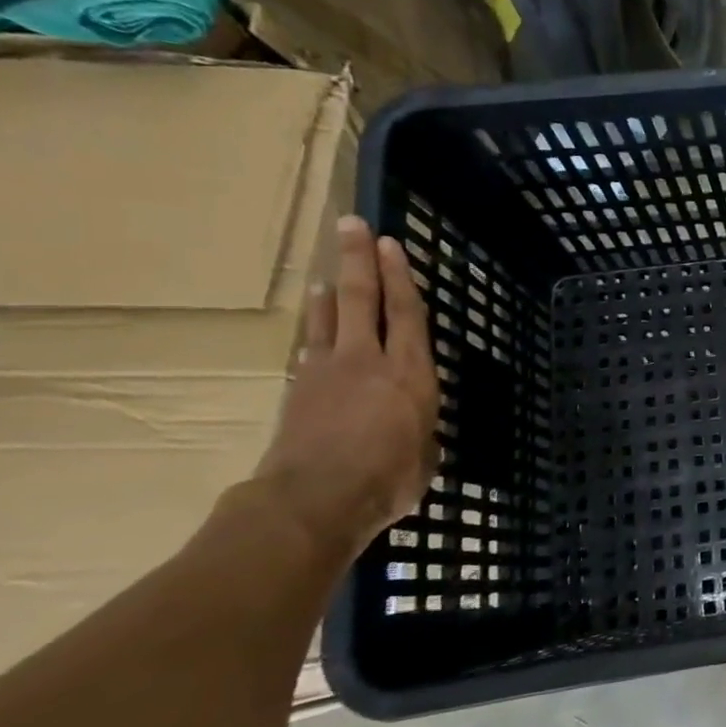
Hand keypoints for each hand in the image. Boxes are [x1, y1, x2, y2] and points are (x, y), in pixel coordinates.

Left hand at [253, 216, 439, 563]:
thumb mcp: (426, 454)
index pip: (406, 313)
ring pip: (329, 318)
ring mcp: (328, 372)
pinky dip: (313, 331)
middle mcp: (369, 360)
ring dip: (330, 291)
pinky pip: (310, 349)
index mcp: (411, 373)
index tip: (392, 245)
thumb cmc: (389, 479)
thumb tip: (416, 432)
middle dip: (357, 260)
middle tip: (351, 226)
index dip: (401, 276)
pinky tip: (313, 329)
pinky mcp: (299, 391)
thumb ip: (422, 431)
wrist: (314, 501)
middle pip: (361, 298)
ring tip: (329, 271)